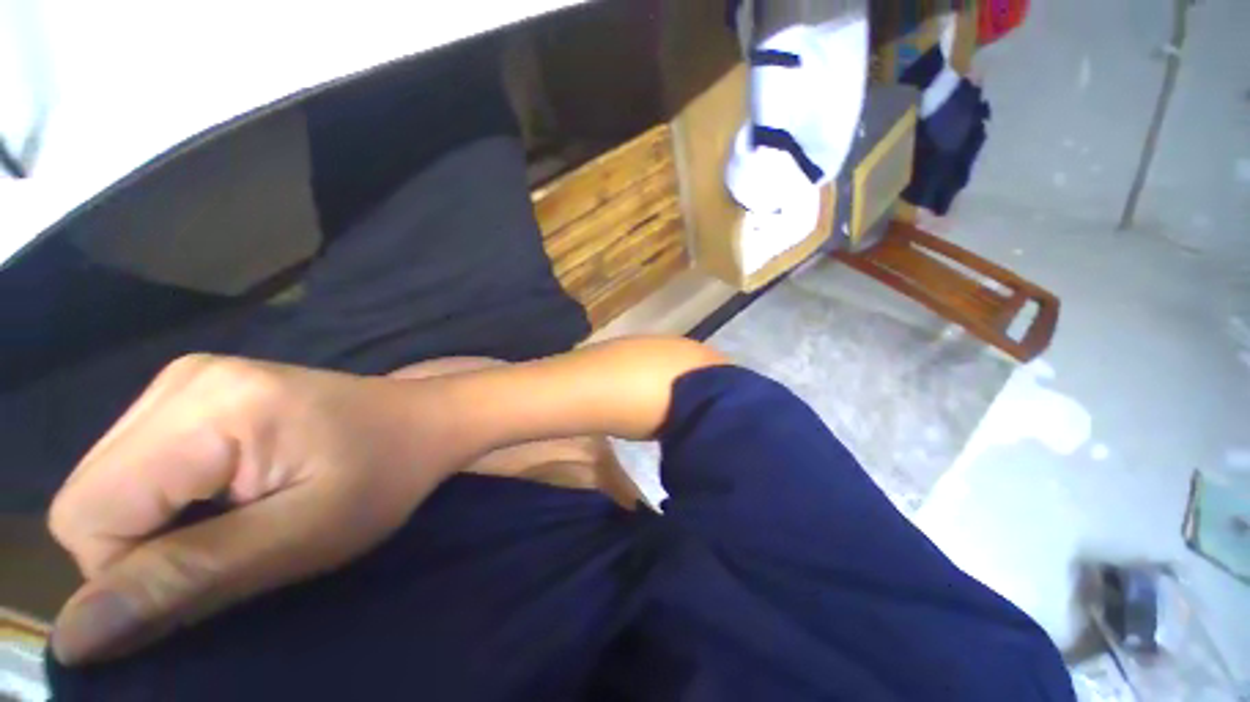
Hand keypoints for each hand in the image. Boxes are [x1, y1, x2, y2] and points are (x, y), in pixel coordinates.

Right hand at [48, 354, 473, 665]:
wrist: (427, 419)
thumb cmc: (389, 472)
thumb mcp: (302, 535)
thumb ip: (187, 579)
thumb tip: (75, 636)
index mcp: (207, 407)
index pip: (87, 518)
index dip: (132, 573)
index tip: (211, 573)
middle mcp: (180, 380)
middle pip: (90, 500)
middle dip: (145, 550)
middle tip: (235, 545)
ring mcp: (187, 380)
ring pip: (108, 487)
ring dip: (158, 528)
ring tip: (241, 519)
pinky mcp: (201, 392)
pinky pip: (138, 470)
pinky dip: (169, 503)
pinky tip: (231, 495)